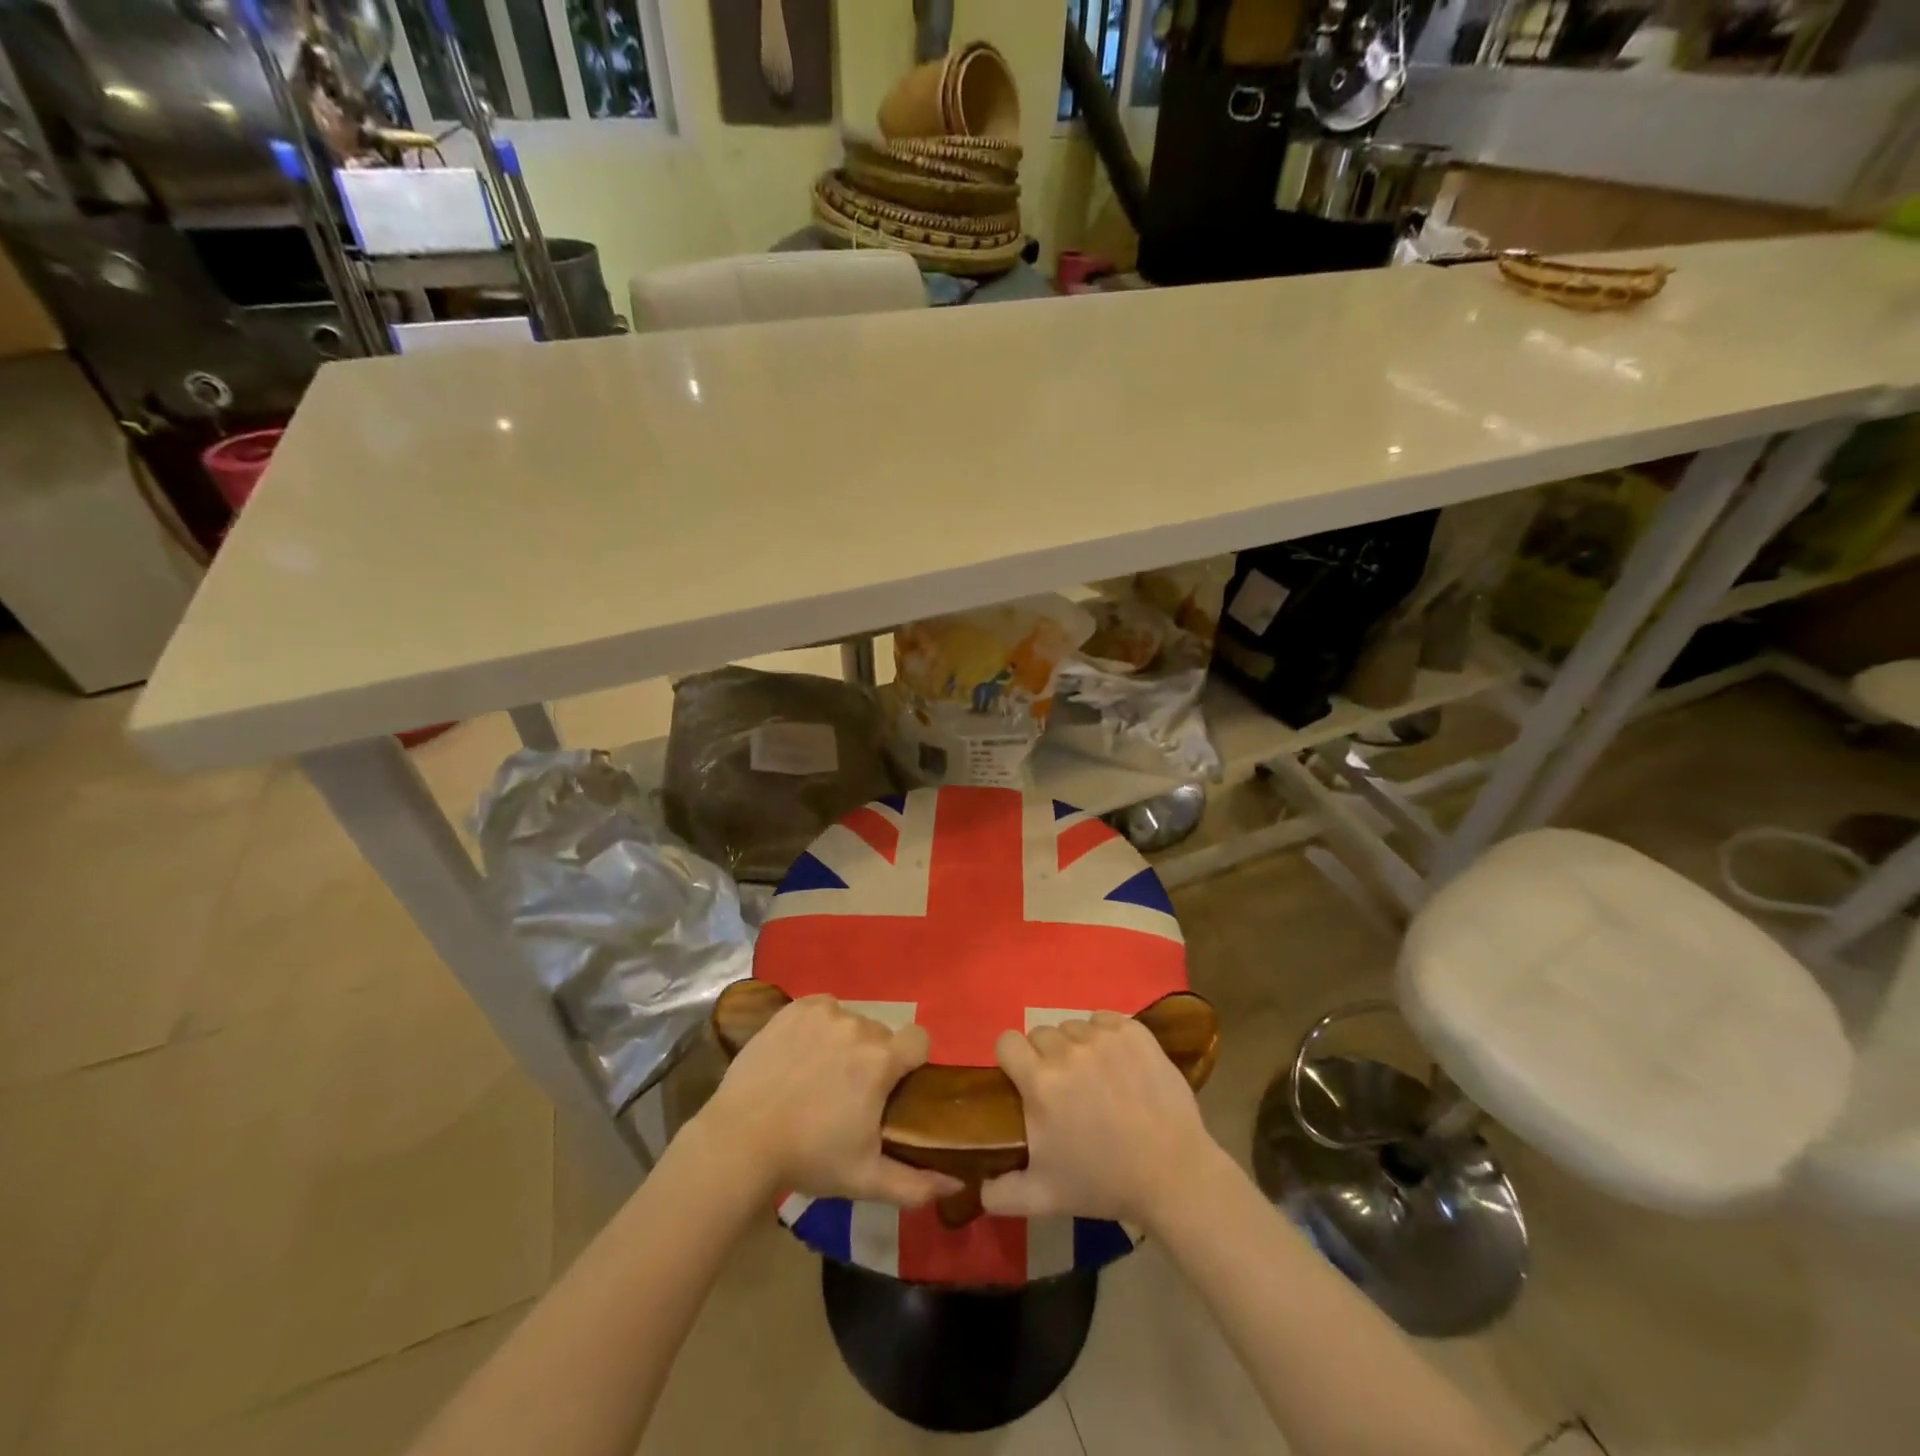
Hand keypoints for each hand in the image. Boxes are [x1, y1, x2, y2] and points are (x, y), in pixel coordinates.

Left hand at [695, 995, 962, 1206]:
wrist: (740, 1140)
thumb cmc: (809, 1158)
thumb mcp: (865, 1179)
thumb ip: (916, 1183)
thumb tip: (957, 1182)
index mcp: (881, 1060)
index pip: (919, 1039)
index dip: (912, 1061)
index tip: (894, 1086)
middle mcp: (858, 1026)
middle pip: (881, 1035)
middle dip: (873, 1058)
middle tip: (848, 1093)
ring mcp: (824, 1013)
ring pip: (851, 1021)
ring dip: (845, 1043)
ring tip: (818, 1076)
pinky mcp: (794, 1008)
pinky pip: (822, 1009)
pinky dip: (819, 1026)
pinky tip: (801, 1054)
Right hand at [981, 1012, 1224, 1228]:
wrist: (1173, 1175)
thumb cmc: (1104, 1183)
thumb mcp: (1044, 1198)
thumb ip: (1001, 1192)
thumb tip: (976, 1187)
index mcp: (1040, 1082)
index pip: (1007, 1042)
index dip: (1012, 1059)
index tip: (1024, 1080)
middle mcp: (1067, 1050)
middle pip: (1040, 1033)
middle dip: (1046, 1057)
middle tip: (1065, 1088)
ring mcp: (1104, 1037)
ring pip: (1073, 1026)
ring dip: (1077, 1047)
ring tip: (1095, 1077)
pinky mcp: (1134, 1031)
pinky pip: (1105, 1019)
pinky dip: (1106, 1035)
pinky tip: (1118, 1064)